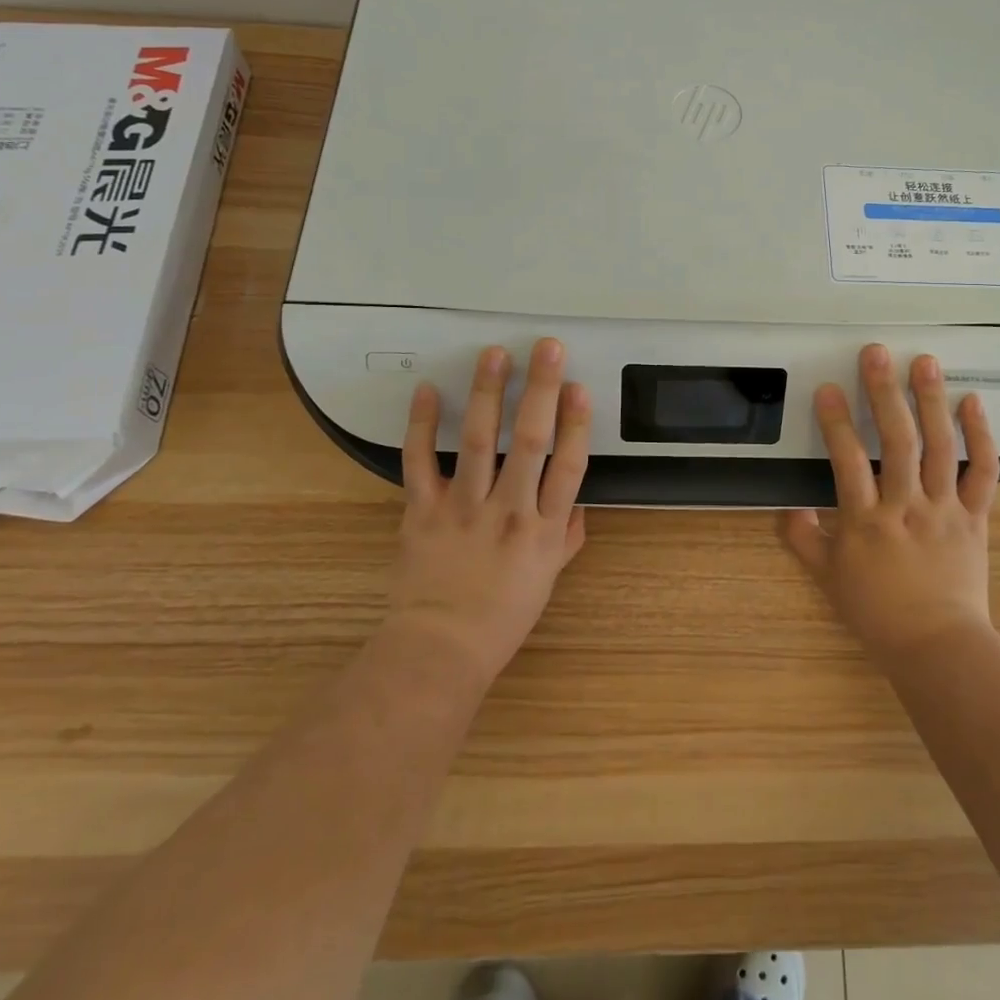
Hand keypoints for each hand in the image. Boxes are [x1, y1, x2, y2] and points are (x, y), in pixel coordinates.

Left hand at [385, 338, 591, 690]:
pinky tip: (429, 391)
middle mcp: (508, 511)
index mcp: (543, 529)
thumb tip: (578, 506)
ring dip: (488, 394)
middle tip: (547, 349)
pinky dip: (422, 425)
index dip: (577, 423)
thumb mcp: (548, 580)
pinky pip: (420, 462)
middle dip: (541, 390)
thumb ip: (566, 537)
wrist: (440, 649)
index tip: (580, 387)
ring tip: (494, 355)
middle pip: (530, 441)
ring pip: (479, 441)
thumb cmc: (501, 617)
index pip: (568, 466)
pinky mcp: (423, 511)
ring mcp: (463, 508)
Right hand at [781, 344, 999, 661]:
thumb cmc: (877, 612)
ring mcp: (944, 509)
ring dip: (931, 401)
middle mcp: (905, 507)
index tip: (827, 388)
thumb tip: (786, 507)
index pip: (846, 461)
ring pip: (939, 448)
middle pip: (896, 442)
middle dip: (884, 394)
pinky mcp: (975, 516)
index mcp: (866, 522)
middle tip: (877, 354)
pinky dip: (981, 436)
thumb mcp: (828, 578)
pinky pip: (982, 472)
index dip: (836, 422)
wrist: (936, 646)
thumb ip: (803, 539)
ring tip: (925, 362)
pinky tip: (972, 402)